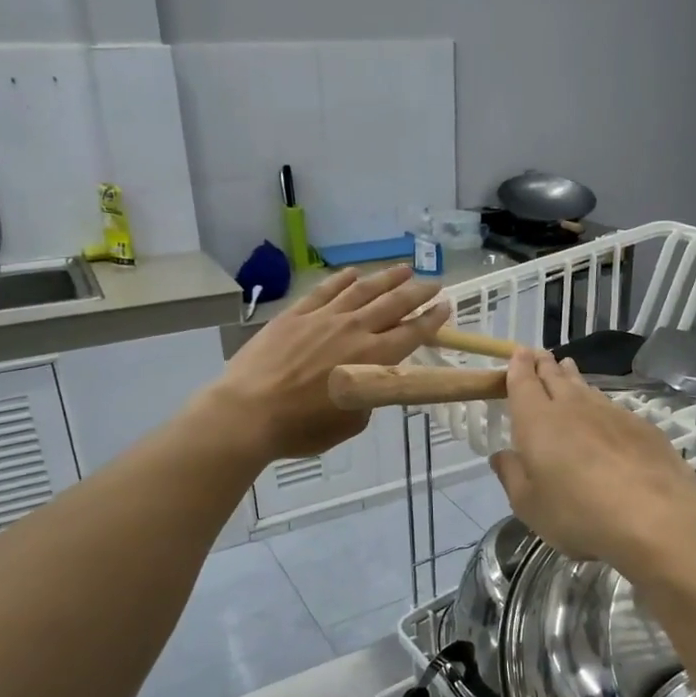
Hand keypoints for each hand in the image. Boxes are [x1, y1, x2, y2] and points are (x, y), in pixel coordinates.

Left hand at [210, 266, 450, 460]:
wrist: (249, 412)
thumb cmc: (303, 427)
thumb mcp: (351, 422)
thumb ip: (368, 395)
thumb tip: (368, 380)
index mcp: (373, 360)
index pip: (412, 333)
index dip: (432, 319)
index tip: (445, 306)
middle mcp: (354, 331)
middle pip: (393, 304)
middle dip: (417, 292)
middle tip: (433, 282)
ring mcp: (323, 318)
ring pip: (362, 290)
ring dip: (386, 278)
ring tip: (403, 269)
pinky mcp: (295, 315)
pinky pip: (324, 290)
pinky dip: (341, 279)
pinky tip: (352, 273)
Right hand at [490, 350, 695, 568]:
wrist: (654, 518)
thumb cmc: (579, 513)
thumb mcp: (530, 505)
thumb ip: (512, 476)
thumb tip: (501, 455)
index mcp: (538, 421)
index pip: (524, 383)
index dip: (519, 366)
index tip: (519, 352)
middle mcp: (573, 407)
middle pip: (556, 377)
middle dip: (545, 364)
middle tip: (541, 355)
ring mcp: (611, 413)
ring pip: (586, 388)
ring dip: (573, 378)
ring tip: (568, 369)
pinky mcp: (642, 427)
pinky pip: (612, 406)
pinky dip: (600, 403)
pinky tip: (604, 412)